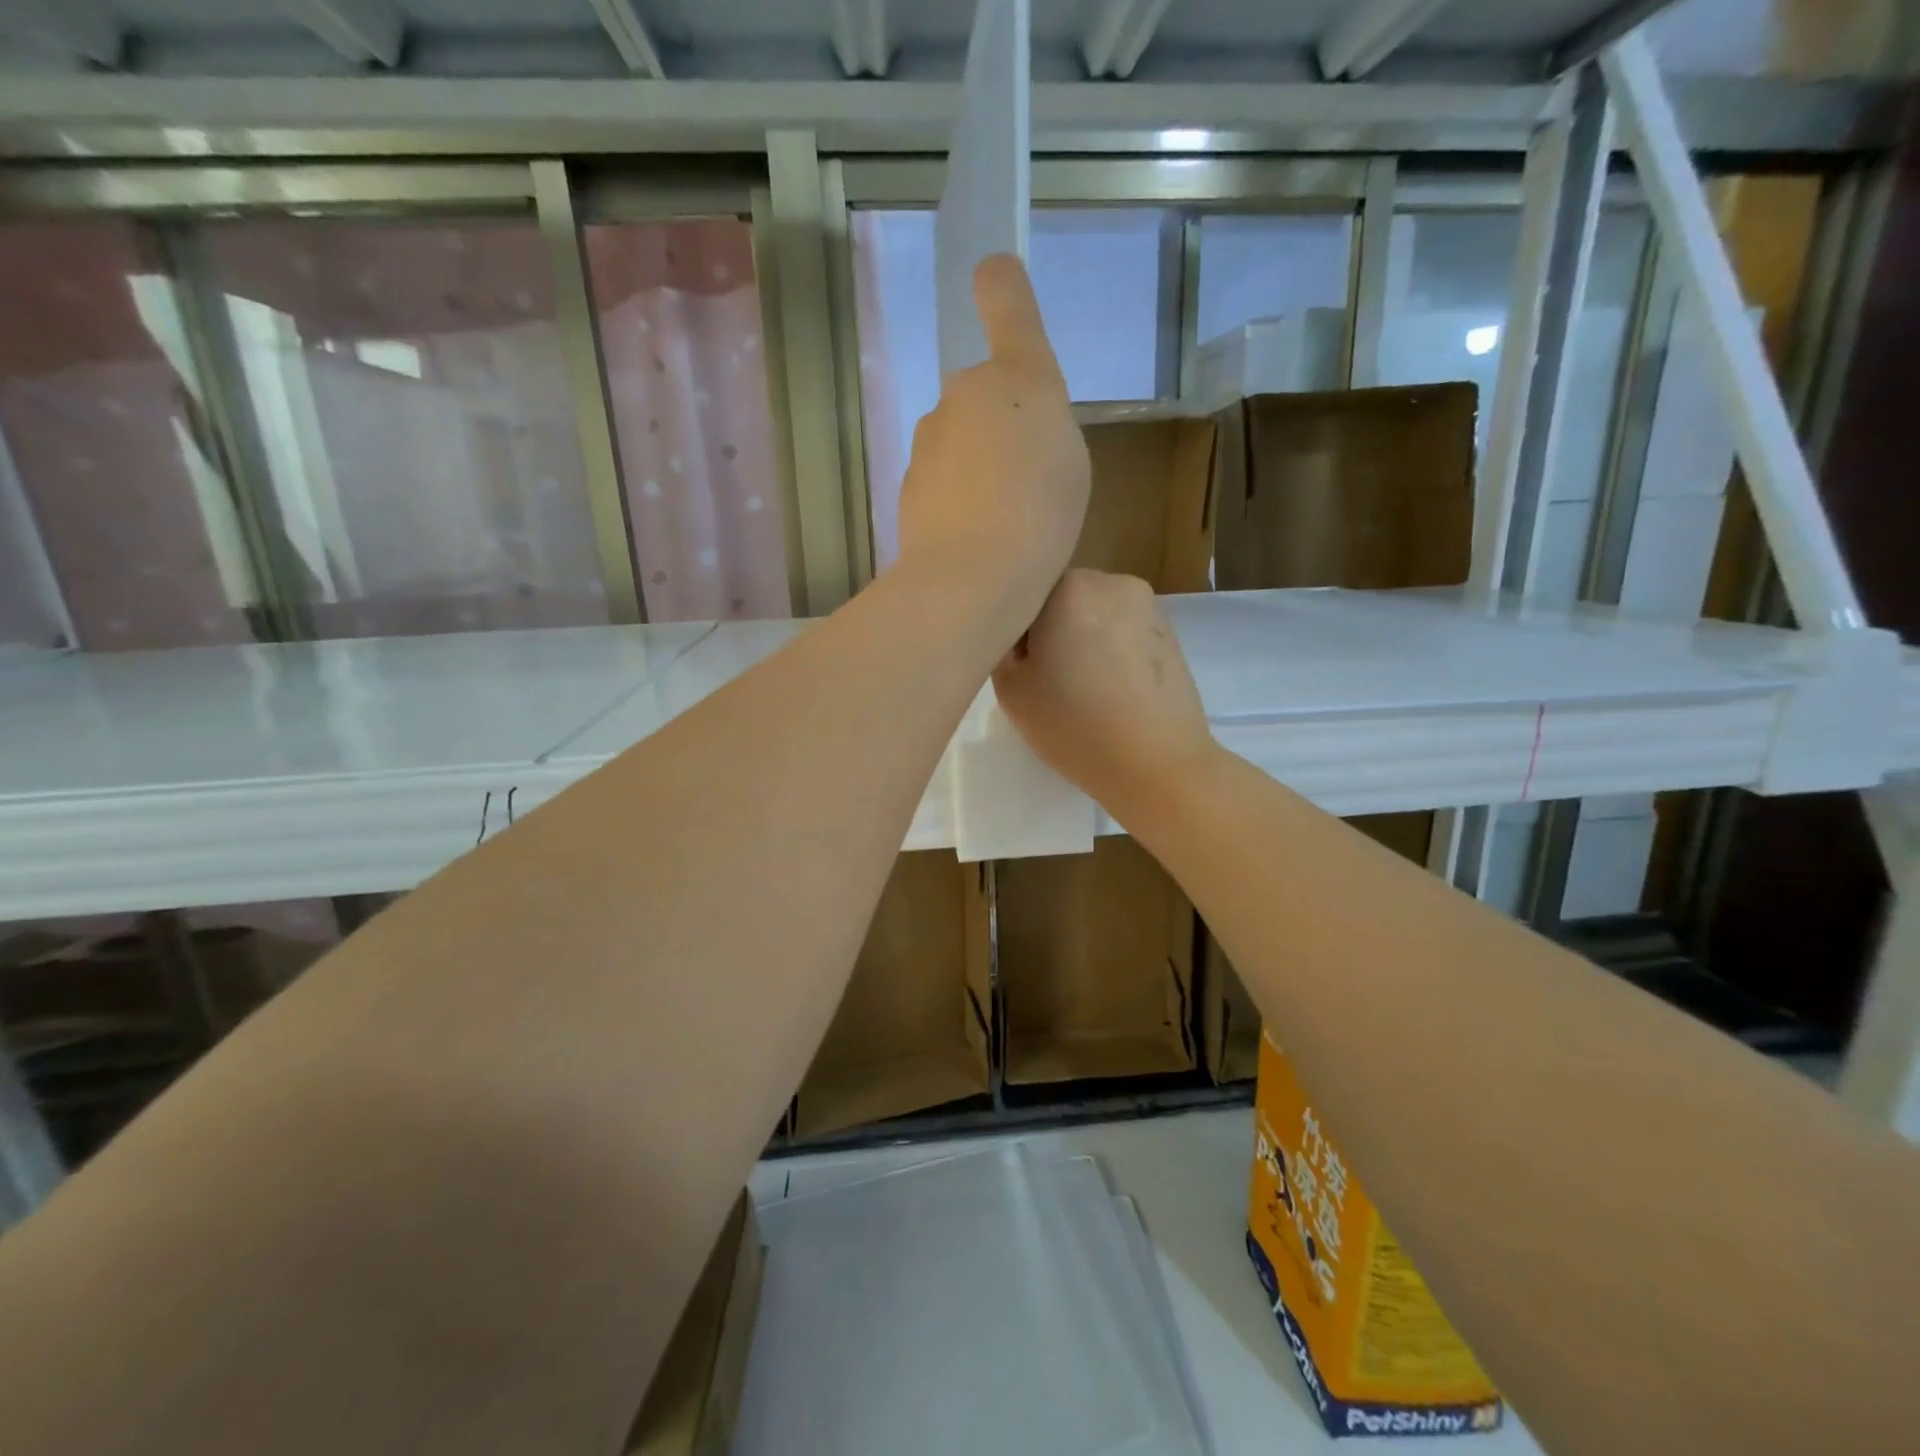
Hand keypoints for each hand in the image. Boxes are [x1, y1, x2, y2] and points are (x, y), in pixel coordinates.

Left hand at [895, 255, 1089, 620]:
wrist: (973, 576)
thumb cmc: (1042, 516)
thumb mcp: (1070, 465)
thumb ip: (1042, 429)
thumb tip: (1006, 434)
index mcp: (1020, 379)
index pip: (1009, 308)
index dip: (1002, 286)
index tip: (992, 271)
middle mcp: (967, 392)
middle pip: (983, 396)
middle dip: (999, 428)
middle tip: (1026, 482)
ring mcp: (930, 436)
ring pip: (959, 440)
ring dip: (977, 467)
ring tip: (1003, 521)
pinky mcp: (907, 480)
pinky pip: (941, 479)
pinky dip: (956, 499)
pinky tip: (973, 538)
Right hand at [993, 570, 1215, 815]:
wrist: (1157, 763)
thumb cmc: (1075, 725)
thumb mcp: (1010, 690)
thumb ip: (1002, 647)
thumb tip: (1021, 637)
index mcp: (1068, 587)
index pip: (1023, 593)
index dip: (1014, 630)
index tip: (1020, 667)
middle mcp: (1110, 581)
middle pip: (1062, 598)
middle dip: (1051, 629)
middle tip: (1048, 679)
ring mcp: (1147, 604)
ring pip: (1094, 613)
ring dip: (1082, 638)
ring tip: (1084, 687)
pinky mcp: (1170, 631)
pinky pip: (1123, 630)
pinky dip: (1112, 650)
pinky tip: (1113, 689)